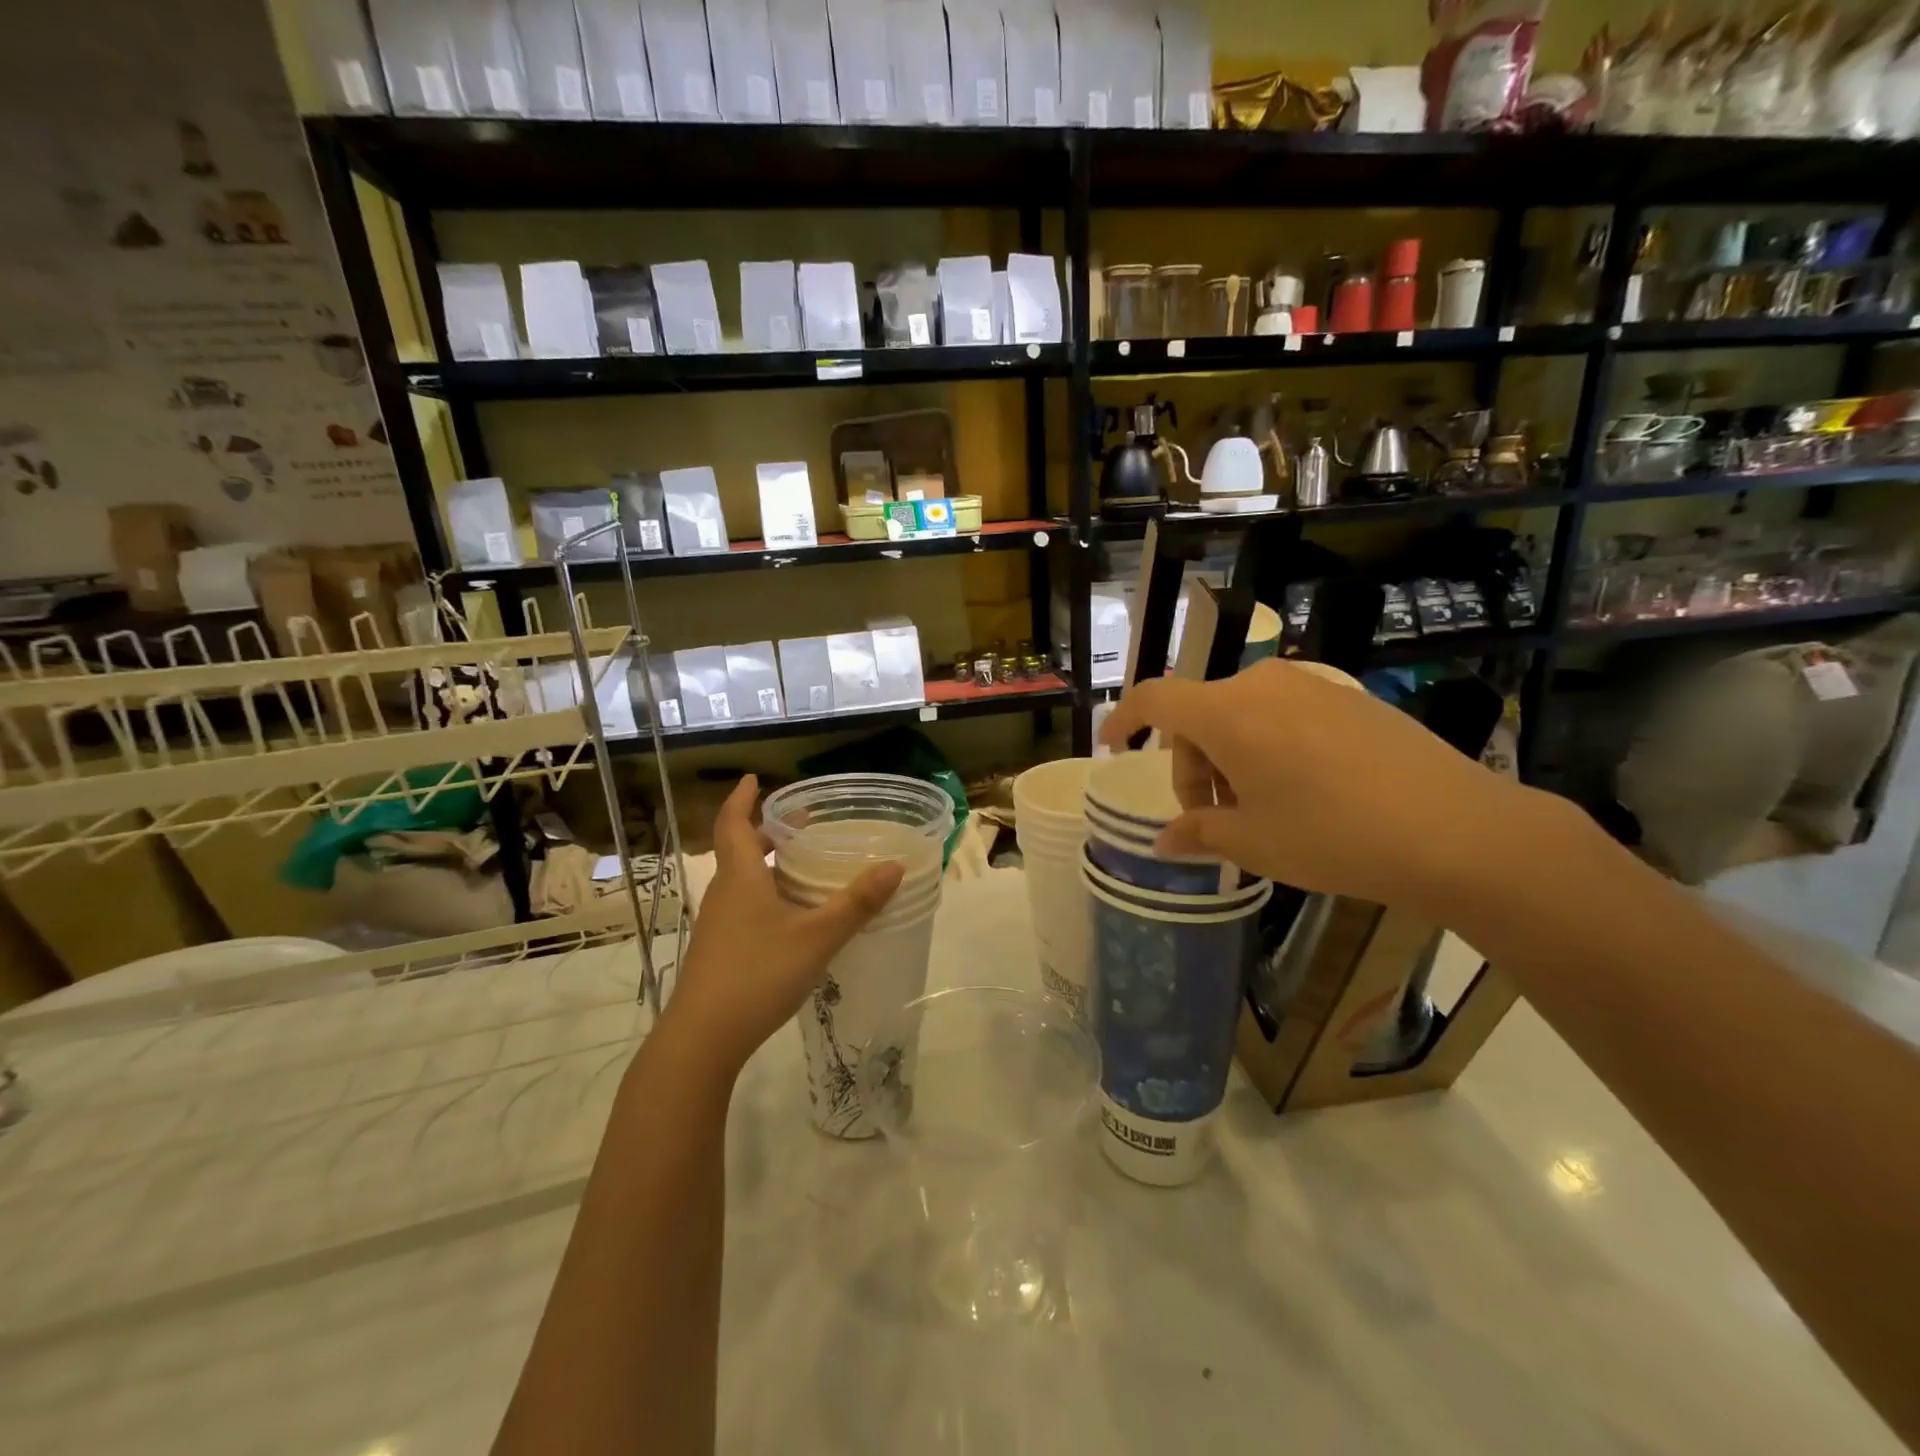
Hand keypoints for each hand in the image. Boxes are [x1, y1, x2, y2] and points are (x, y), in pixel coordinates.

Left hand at [658, 774, 904, 1075]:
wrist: (702, 1038)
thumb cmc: (757, 975)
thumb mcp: (816, 938)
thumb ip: (856, 904)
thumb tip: (895, 867)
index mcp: (740, 878)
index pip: (733, 823)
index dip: (742, 798)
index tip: (753, 779)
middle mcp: (725, 893)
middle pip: (740, 850)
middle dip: (766, 833)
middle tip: (800, 826)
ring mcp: (718, 924)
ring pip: (742, 880)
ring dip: (767, 865)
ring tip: (802, 865)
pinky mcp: (720, 949)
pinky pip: (743, 905)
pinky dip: (766, 894)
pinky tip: (792, 916)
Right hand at [1098, 659, 1545, 916]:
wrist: (1459, 831)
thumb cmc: (1334, 836)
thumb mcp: (1254, 842)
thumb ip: (1197, 833)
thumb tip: (1163, 842)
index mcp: (1227, 713)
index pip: (1153, 699)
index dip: (1123, 721)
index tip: (1113, 748)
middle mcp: (1263, 685)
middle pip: (1199, 715)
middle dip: (1192, 765)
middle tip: (1213, 817)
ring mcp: (1311, 686)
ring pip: (1241, 716)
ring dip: (1230, 758)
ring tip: (1259, 810)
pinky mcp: (1349, 697)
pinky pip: (1283, 714)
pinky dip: (1268, 747)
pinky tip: (1301, 791)